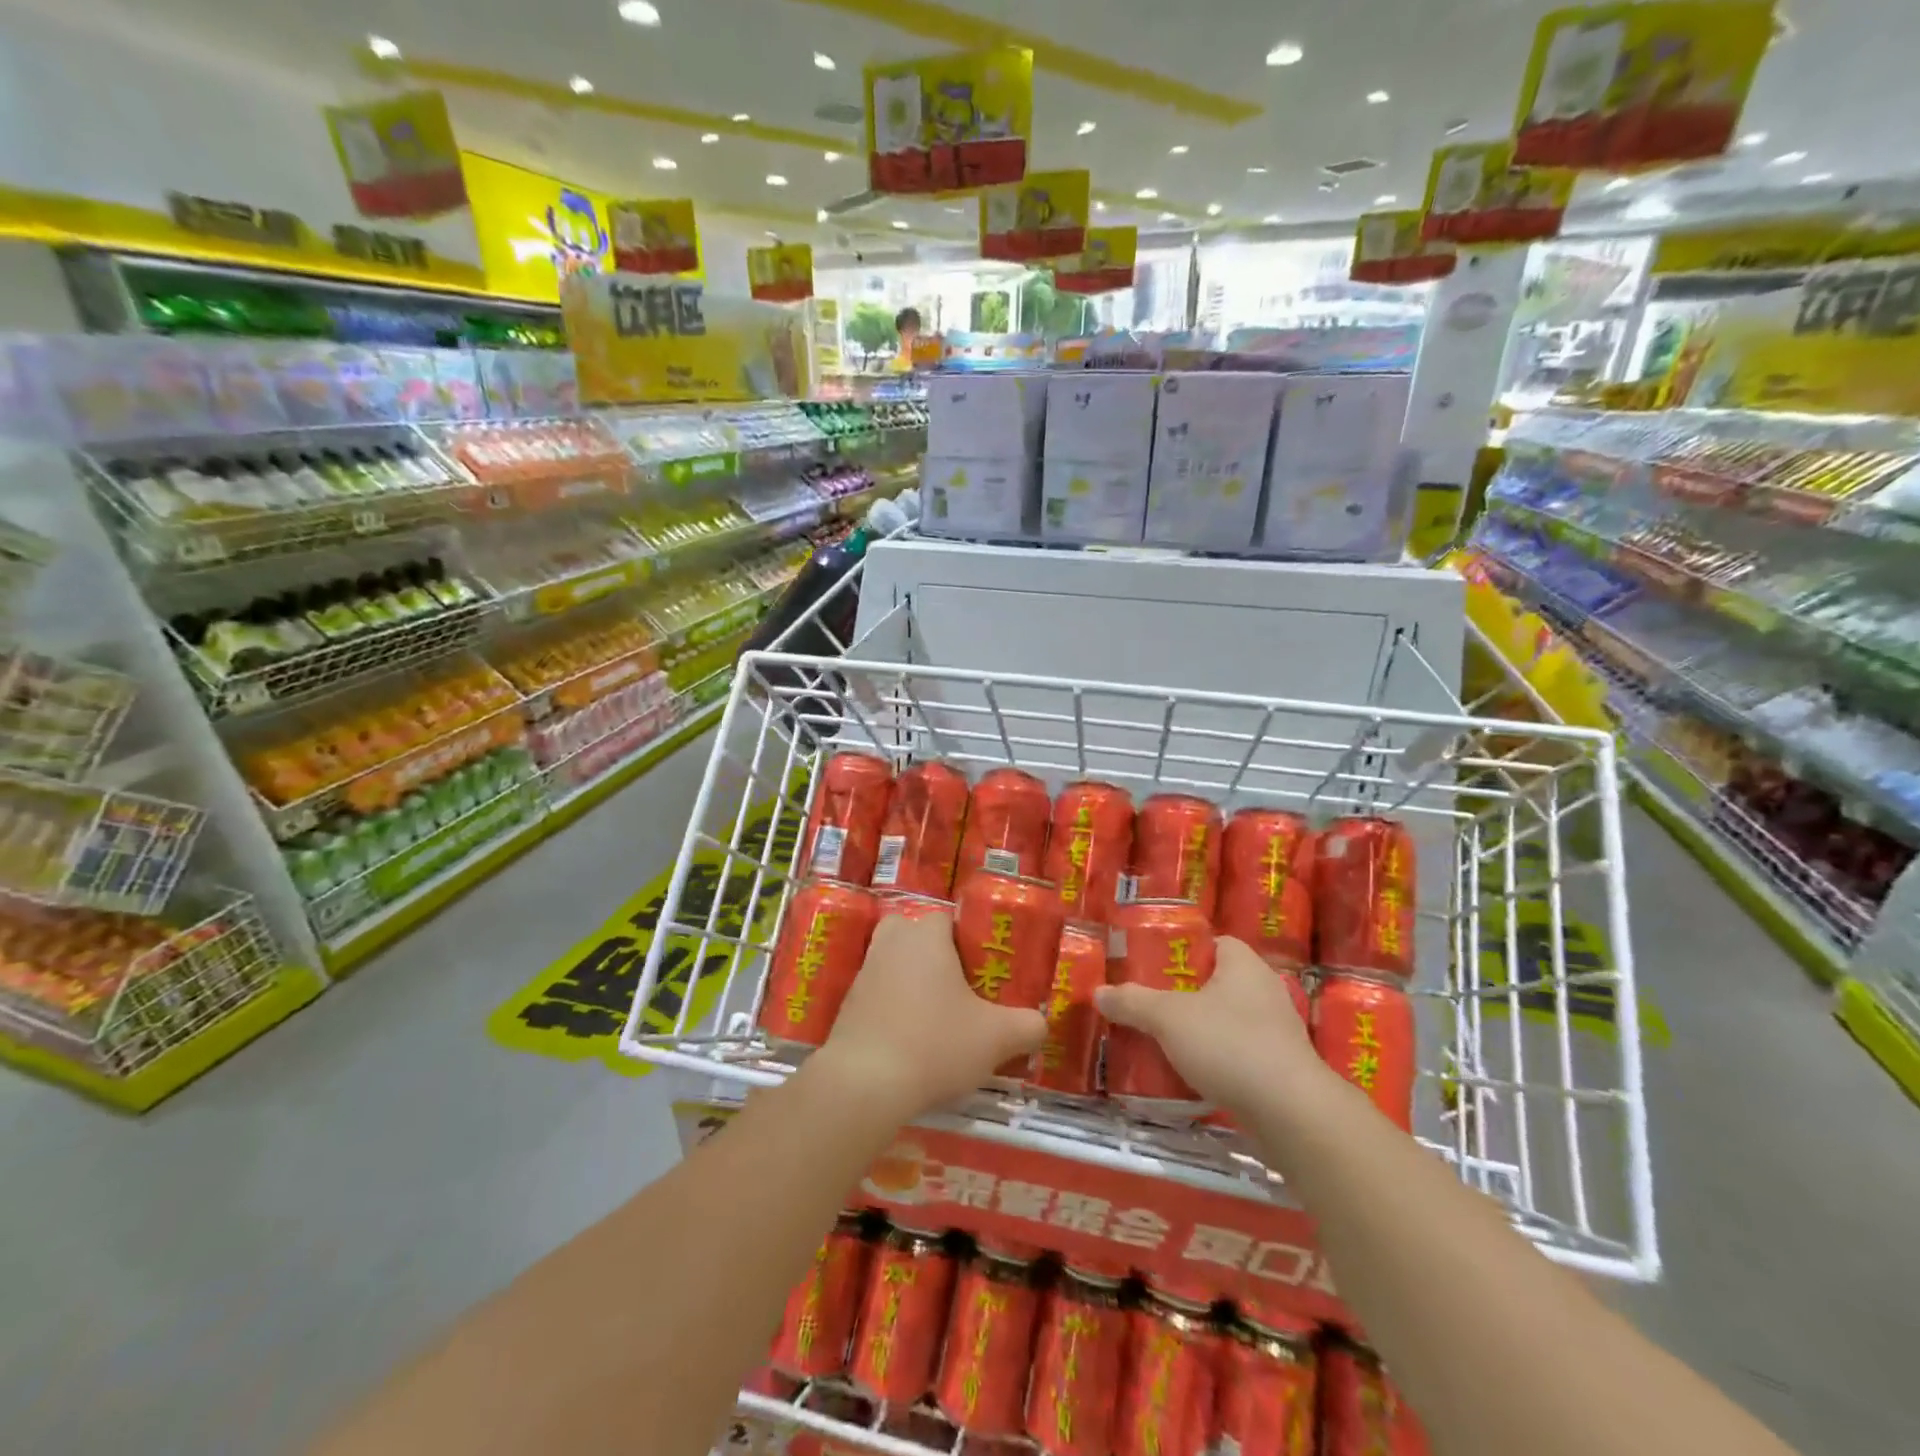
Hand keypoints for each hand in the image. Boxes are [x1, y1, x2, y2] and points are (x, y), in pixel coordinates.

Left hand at [815, 910, 1046, 1117]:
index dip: (967, 940)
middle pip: (914, 935)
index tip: (983, 969)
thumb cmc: (935, 1044)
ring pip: (894, 964)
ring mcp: (863, 974)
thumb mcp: (997, 1038)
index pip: (947, 918)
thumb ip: (1028, 1026)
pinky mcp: (847, 1006)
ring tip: (937, 1018)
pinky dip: (893, 1010)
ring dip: (912, 983)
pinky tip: (910, 1041)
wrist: (864, 1084)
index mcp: (926, 936)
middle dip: (934, 955)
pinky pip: (878, 995)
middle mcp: (891, 944)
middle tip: (959, 989)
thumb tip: (1039, 1024)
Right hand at [1095, 937, 1329, 1115]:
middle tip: (1146, 1004)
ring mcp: (1276, 1032)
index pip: (1213, 943)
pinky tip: (1188, 1074)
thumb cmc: (1230, 1045)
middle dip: (1182, 995)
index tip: (1152, 966)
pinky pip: (1237, 1053)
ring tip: (1160, 1040)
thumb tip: (1098, 992)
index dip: (1182, 951)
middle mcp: (1264, 991)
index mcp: (1244, 964)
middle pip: (1215, 983)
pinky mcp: (1279, 1068)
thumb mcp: (1168, 1018)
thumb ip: (1132, 1002)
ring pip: (1225, 1021)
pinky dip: (1214, 1060)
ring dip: (1197, 1030)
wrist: (1291, 1114)